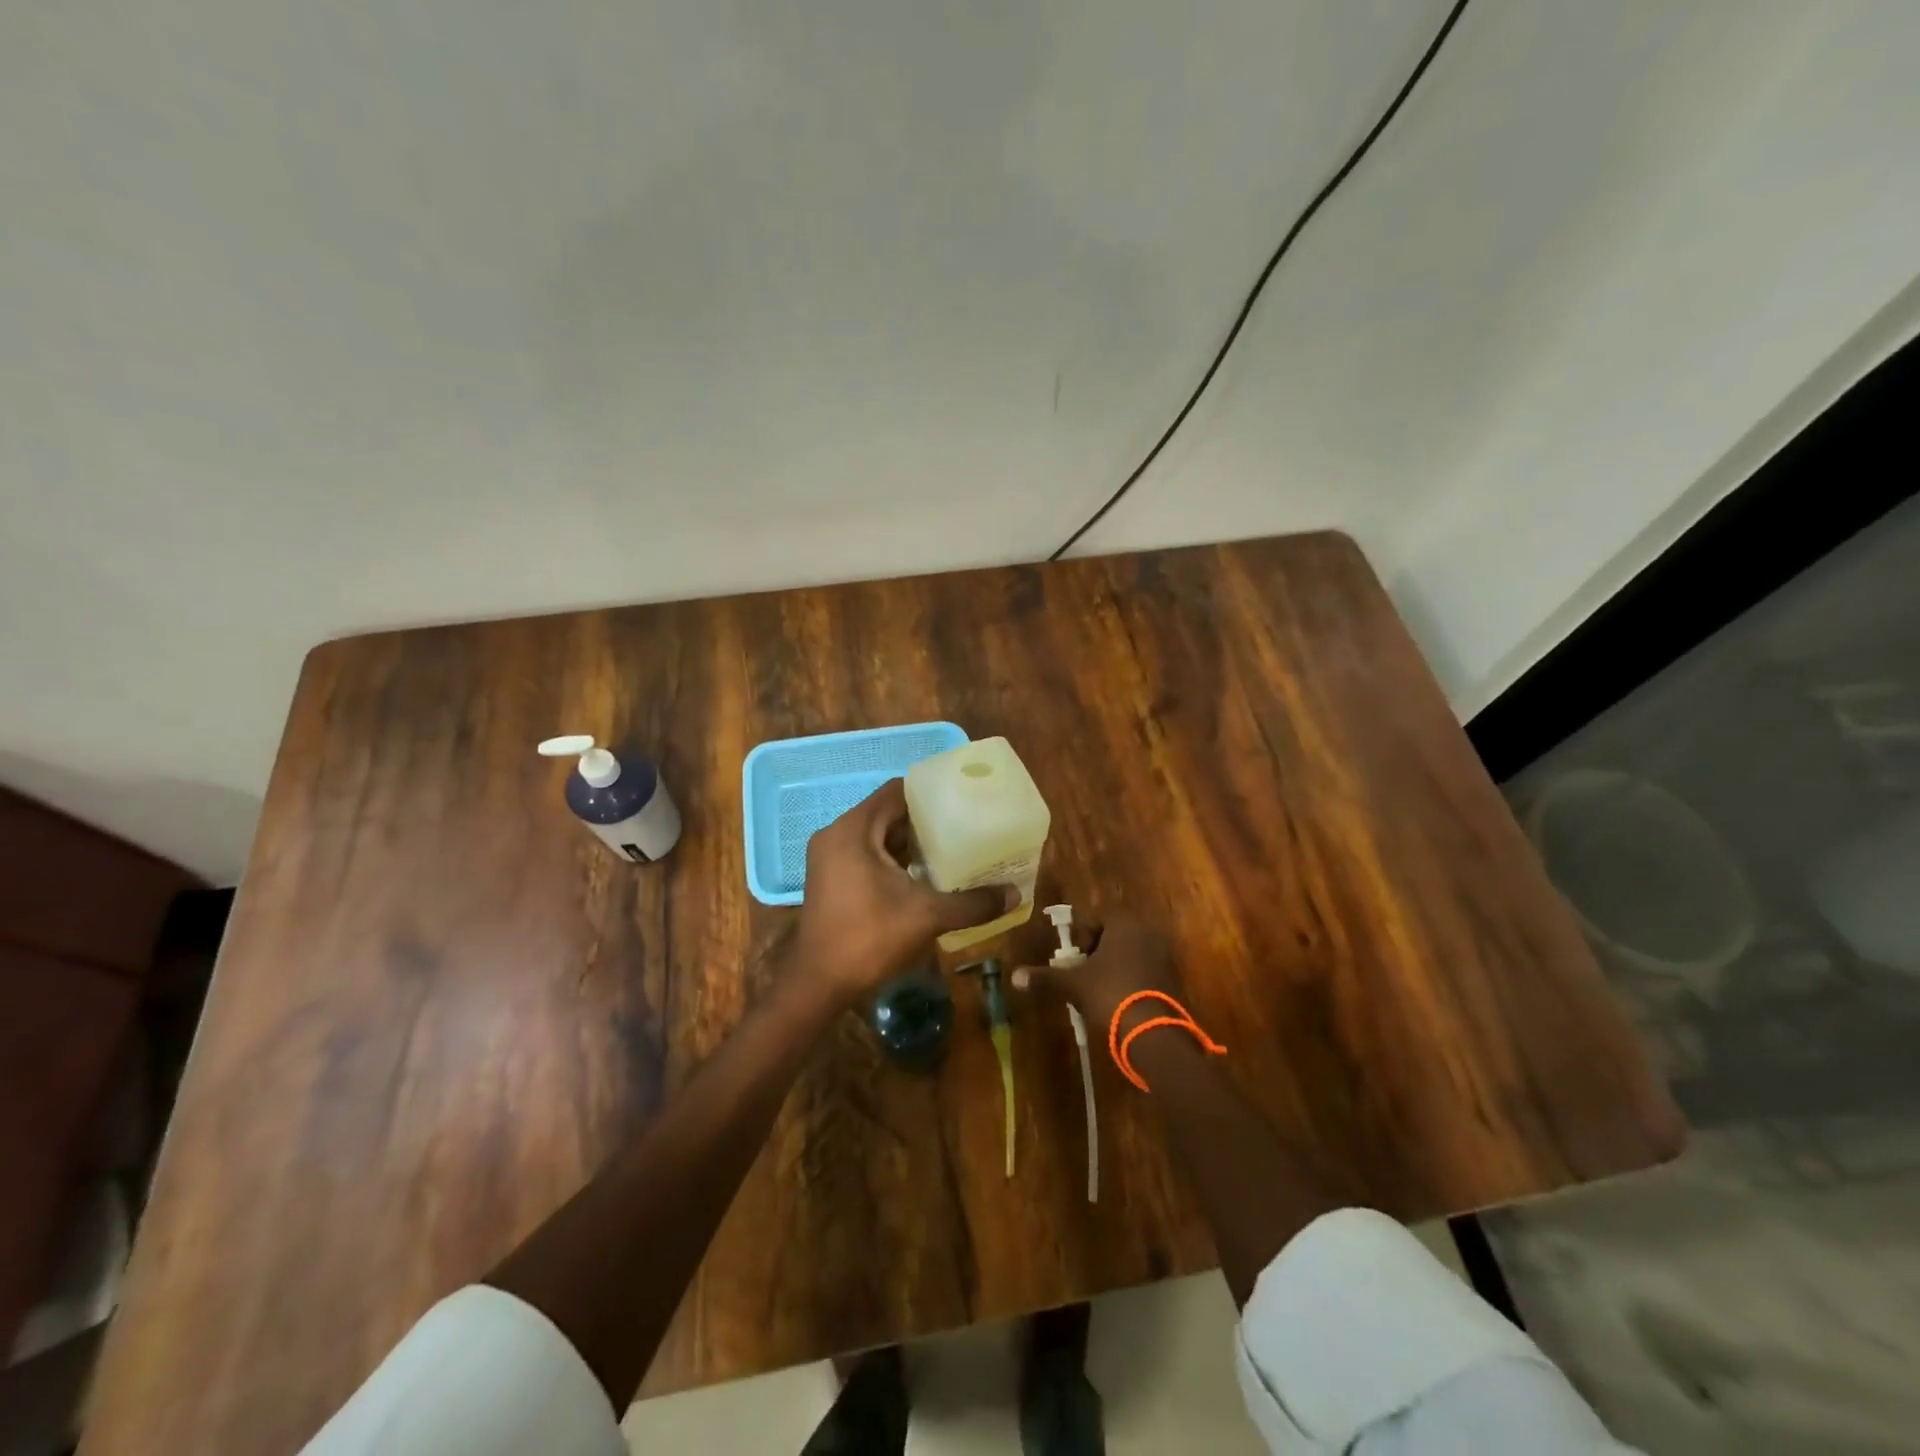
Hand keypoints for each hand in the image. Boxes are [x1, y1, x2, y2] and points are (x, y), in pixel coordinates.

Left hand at [790, 778, 1009, 1003]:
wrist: (818, 985)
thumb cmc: (869, 939)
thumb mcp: (927, 917)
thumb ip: (972, 903)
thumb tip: (1015, 894)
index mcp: (854, 830)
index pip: (896, 791)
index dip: (930, 793)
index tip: (962, 800)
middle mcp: (837, 834)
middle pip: (887, 812)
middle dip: (925, 820)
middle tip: (964, 826)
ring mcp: (829, 857)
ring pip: (877, 835)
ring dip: (909, 842)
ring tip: (951, 849)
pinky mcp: (830, 878)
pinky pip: (866, 853)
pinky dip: (893, 858)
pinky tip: (923, 875)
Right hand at [1012, 916, 1183, 1031]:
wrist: (1153, 1033)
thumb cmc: (1110, 994)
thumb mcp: (1073, 984)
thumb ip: (1045, 977)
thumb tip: (1014, 976)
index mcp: (1124, 924)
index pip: (1095, 918)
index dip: (1081, 938)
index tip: (1073, 959)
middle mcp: (1146, 933)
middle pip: (1113, 935)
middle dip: (1096, 953)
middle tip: (1082, 975)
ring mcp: (1163, 955)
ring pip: (1129, 954)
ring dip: (1113, 967)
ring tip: (1098, 991)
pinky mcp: (1172, 978)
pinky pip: (1144, 971)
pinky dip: (1130, 980)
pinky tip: (1119, 1002)